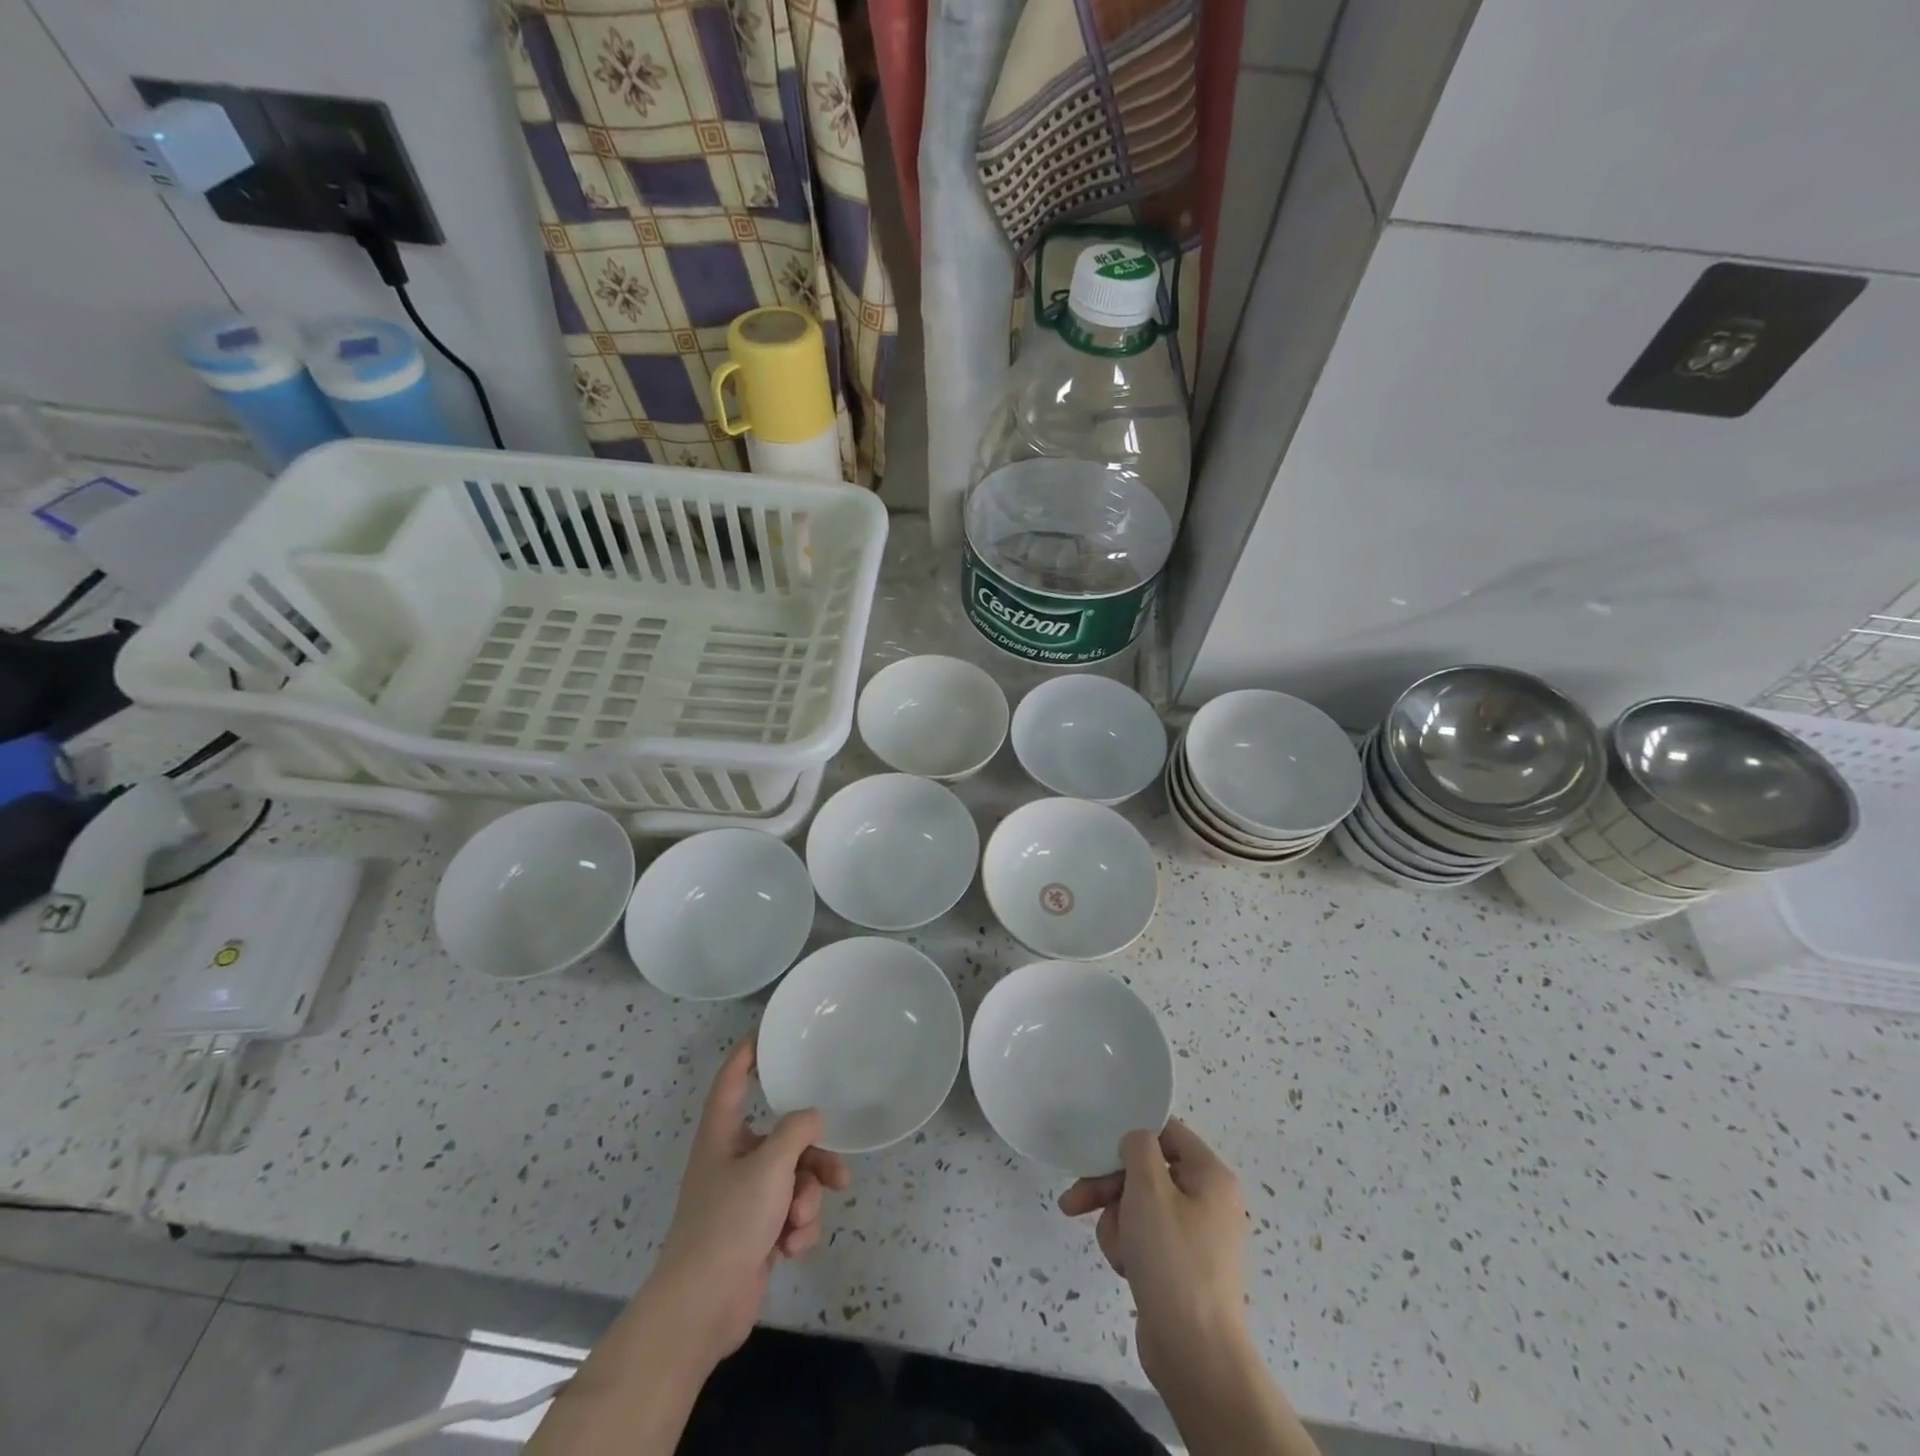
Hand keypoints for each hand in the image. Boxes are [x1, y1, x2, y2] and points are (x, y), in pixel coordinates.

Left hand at [649, 1040, 849, 1363]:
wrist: (702, 1309)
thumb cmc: (729, 1223)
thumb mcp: (770, 1166)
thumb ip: (797, 1131)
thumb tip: (812, 1117)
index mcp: (722, 1135)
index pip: (732, 1080)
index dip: (748, 1054)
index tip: (768, 1034)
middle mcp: (732, 1161)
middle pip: (783, 1140)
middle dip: (813, 1161)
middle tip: (838, 1174)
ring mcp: (744, 1200)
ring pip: (794, 1180)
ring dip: (806, 1202)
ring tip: (799, 1225)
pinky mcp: (755, 1234)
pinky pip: (790, 1215)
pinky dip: (796, 1230)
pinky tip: (789, 1250)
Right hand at [1058, 1118, 1249, 1393]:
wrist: (1195, 1355)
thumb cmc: (1173, 1260)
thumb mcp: (1149, 1188)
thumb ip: (1138, 1147)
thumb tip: (1135, 1141)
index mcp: (1211, 1175)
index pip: (1166, 1132)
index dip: (1131, 1135)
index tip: (1097, 1149)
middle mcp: (1208, 1200)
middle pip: (1146, 1172)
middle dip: (1110, 1188)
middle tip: (1075, 1200)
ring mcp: (1195, 1236)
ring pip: (1138, 1206)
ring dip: (1117, 1222)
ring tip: (1119, 1251)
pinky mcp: (1181, 1266)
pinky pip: (1145, 1238)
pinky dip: (1128, 1247)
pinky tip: (1125, 1268)